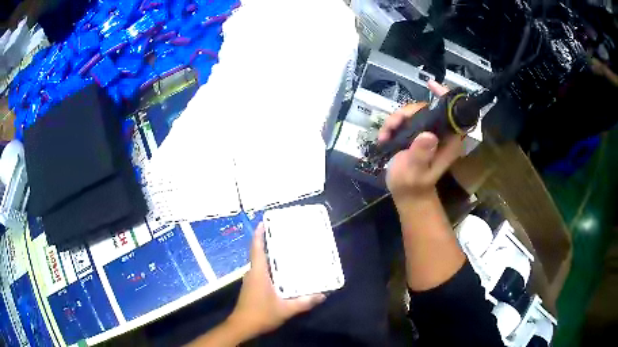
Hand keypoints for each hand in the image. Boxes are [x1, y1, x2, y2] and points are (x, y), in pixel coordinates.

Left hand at [228, 223, 325, 338]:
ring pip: (260, 263)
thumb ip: (304, 302)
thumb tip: (322, 295)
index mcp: (258, 272)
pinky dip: (270, 267)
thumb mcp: (286, 309)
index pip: (256, 248)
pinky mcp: (252, 287)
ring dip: (270, 255)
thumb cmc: (261, 314)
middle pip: (259, 253)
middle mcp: (253, 273)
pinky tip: (282, 272)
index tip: (264, 221)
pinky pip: (261, 271)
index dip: (259, 234)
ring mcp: (251, 280)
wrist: (242, 326)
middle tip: (285, 235)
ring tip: (287, 251)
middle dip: (269, 242)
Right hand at [378, 81, 463, 205]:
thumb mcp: (415, 171)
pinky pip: (407, 121)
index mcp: (448, 141)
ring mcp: (429, 134)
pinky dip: (394, 125)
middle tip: (391, 125)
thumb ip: (420, 154)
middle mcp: (441, 134)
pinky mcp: (418, 135)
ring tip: (384, 134)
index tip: (430, 85)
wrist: (406, 194)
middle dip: (406, 113)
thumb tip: (428, 135)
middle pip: (427, 109)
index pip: (452, 113)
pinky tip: (384, 136)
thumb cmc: (412, 185)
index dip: (444, 96)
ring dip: (396, 119)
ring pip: (414, 113)